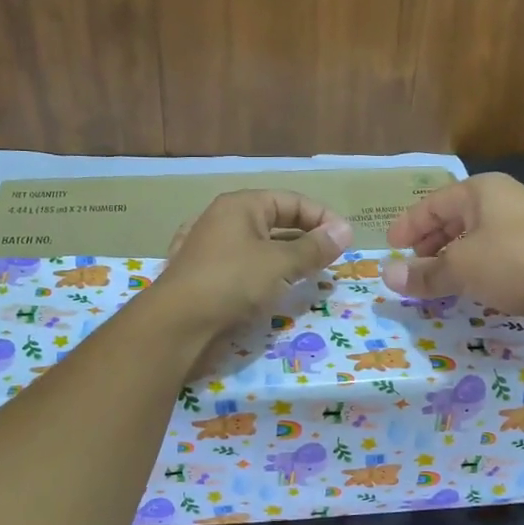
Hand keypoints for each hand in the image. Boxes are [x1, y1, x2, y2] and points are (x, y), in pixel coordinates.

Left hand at [151, 190, 353, 339]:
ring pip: (259, 246)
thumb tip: (346, 231)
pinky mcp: (204, 276)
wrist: (177, 324)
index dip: (322, 217)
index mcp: (240, 205)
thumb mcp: (280, 263)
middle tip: (331, 260)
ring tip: (309, 276)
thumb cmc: (232, 282)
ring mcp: (210, 248)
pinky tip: (274, 289)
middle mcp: (223, 220)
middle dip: (306, 239)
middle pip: (275, 221)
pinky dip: (263, 274)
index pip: (292, 200)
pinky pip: (243, 267)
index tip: (345, 240)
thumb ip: (314, 248)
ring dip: (286, 258)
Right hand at [384, 173, 523, 340]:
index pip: (432, 204)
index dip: (409, 225)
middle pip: (454, 219)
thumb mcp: (461, 268)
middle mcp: (503, 201)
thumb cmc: (514, 262)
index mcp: (481, 192)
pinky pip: (495, 256)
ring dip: (452, 259)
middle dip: (430, 243)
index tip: (390, 246)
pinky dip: (476, 269)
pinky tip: (469, 288)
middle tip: (411, 265)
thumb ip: (423, 273)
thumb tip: (386, 275)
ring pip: (475, 239)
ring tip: (435, 280)